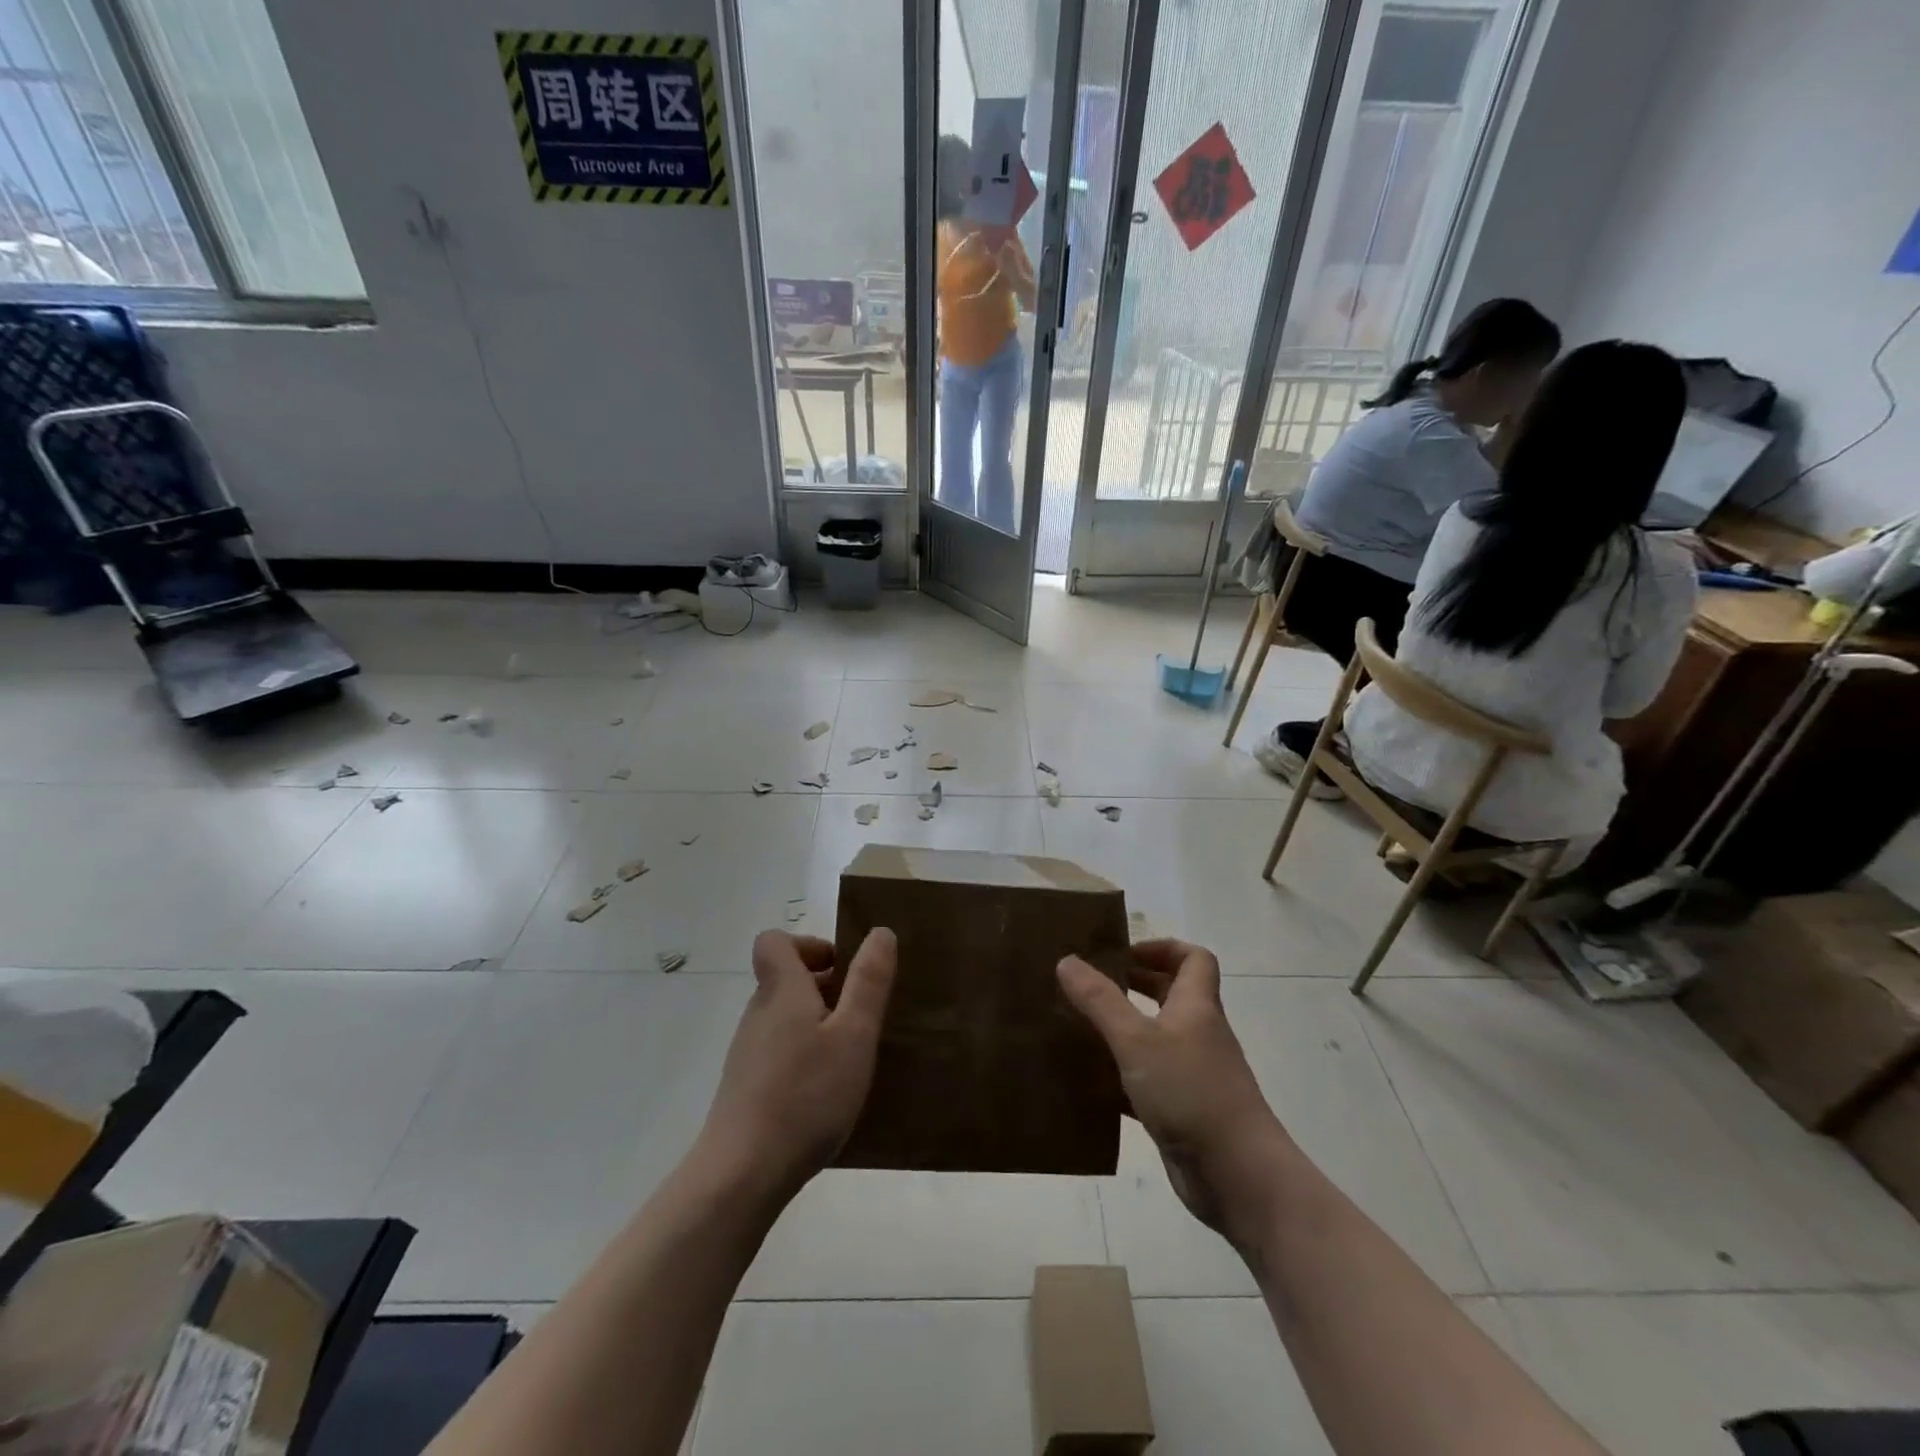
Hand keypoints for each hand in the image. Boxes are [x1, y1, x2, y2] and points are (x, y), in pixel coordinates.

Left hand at [698, 929, 895, 1202]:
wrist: (742, 1174)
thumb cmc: (806, 1095)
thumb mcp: (854, 1035)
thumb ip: (868, 982)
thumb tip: (880, 932)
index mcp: (782, 990)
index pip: (774, 941)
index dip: (808, 945)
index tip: (841, 970)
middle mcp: (758, 1013)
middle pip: (784, 979)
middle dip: (825, 987)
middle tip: (860, 1018)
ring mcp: (747, 1051)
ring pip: (784, 1017)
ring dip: (817, 1023)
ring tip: (849, 1058)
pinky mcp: (745, 1086)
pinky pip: (778, 1050)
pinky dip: (803, 1055)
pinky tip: (825, 1093)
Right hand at [1058, 939, 1288, 1247]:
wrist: (1239, 1176)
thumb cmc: (1191, 1092)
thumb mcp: (1137, 1040)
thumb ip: (1100, 1000)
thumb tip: (1067, 960)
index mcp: (1196, 1007)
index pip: (1194, 959)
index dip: (1162, 948)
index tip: (1123, 954)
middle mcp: (1198, 1034)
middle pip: (1172, 995)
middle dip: (1134, 985)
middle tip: (1091, 986)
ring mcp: (1193, 1075)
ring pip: (1156, 1039)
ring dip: (1123, 1031)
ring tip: (1080, 1029)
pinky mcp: (1182, 1111)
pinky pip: (1148, 1082)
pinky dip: (1122, 1077)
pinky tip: (1090, 1084)